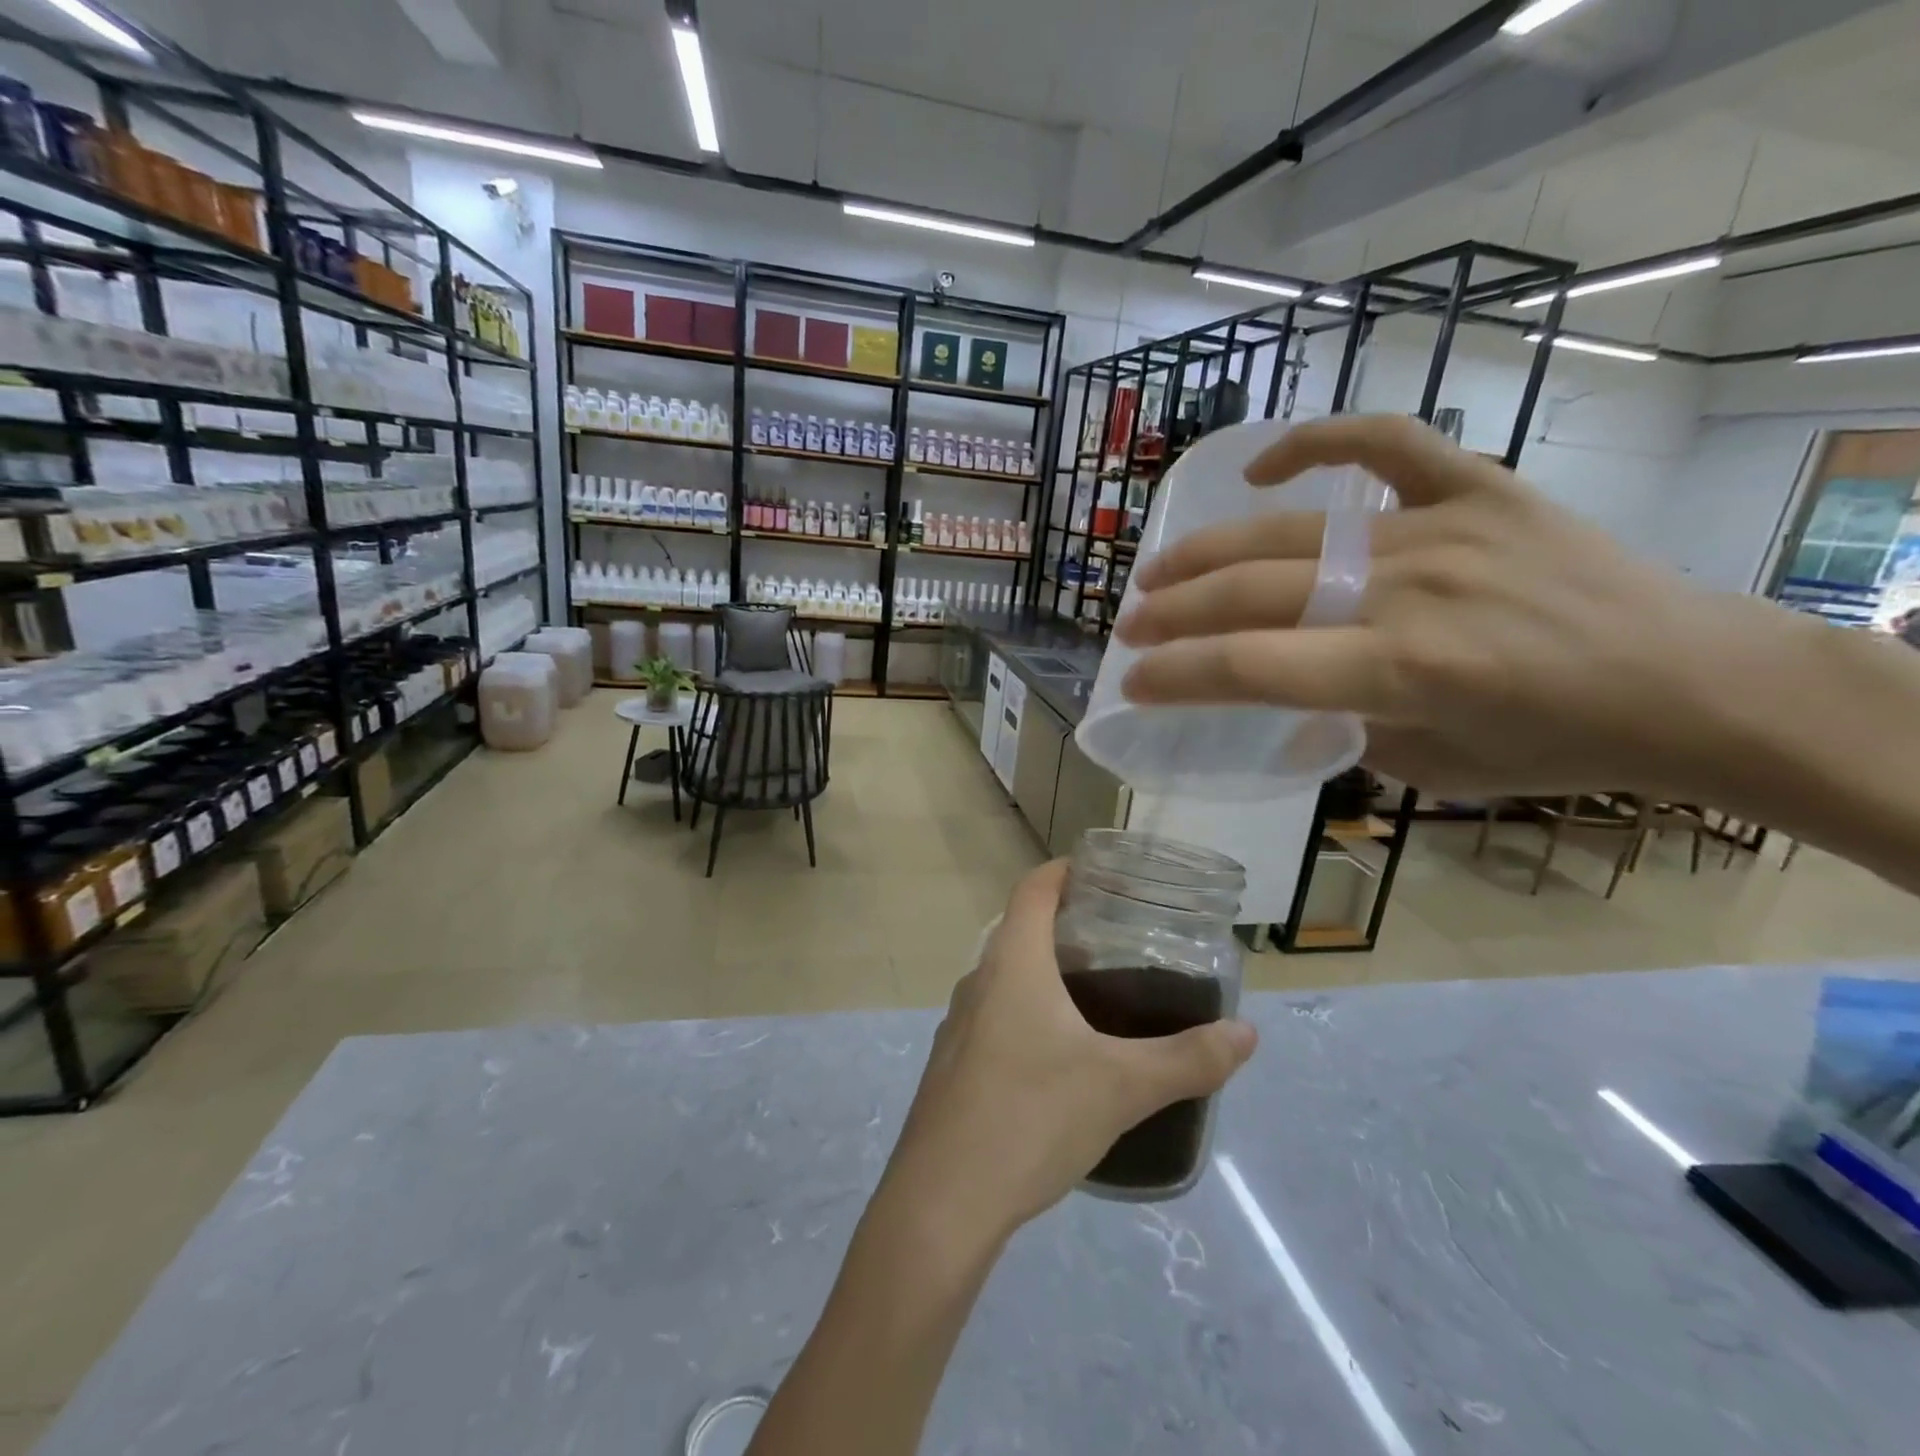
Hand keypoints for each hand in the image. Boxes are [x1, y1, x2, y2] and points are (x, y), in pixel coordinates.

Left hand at [876, 860, 1256, 1250]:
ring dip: (1048, 971)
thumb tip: (1247, 1034)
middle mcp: (979, 980)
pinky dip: (1029, 1011)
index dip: (1067, 869)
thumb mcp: (1120, 1087)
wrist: (941, 1201)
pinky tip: (1059, 1054)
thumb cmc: (1030, 1118)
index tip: (1106, 873)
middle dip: (1068, 924)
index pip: (1034, 887)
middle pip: (1021, 928)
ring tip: (1100, 995)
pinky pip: (996, 1015)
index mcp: (1012, 963)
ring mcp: (959, 1024)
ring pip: (1007, 976)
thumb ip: (1187, 1059)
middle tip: (1122, 939)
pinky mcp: (953, 1064)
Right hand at [1115, 414, 1796, 800]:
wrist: (1693, 681)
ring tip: (1158, 570)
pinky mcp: (1480, 489)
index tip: (1131, 683)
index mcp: (1400, 670)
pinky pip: (1387, 443)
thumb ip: (1344, 733)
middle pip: (1252, 593)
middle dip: (1173, 614)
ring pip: (1293, 531)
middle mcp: (1408, 590)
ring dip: (1209, 551)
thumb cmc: (1560, 744)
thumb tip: (1289, 711)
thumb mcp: (1432, 767)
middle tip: (1127, 626)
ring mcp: (1442, 528)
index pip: (1250, 667)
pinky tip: (1263, 468)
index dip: (1176, 676)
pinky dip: (1319, 441)